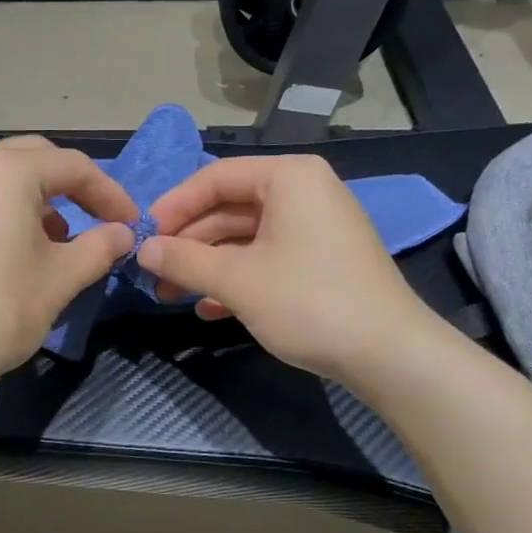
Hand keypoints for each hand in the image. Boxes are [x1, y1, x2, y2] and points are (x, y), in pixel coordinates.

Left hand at [0, 137, 137, 404]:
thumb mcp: (60, 280)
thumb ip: (99, 247)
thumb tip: (122, 233)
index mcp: (6, 171)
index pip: (73, 167)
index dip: (109, 194)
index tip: (129, 224)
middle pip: (32, 158)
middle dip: (68, 186)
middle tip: (92, 220)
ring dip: (30, 197)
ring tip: (48, 239)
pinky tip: (0, 251)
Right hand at [136, 155, 429, 384]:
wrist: (389, 354)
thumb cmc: (308, 301)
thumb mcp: (237, 280)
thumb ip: (184, 260)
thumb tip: (142, 251)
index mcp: (288, 178)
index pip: (215, 178)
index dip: (173, 206)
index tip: (143, 236)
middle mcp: (304, 192)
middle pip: (229, 208)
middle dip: (188, 242)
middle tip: (152, 271)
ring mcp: (315, 228)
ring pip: (246, 237)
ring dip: (207, 265)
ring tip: (170, 295)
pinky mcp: (321, 261)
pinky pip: (267, 258)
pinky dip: (237, 278)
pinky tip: (208, 308)